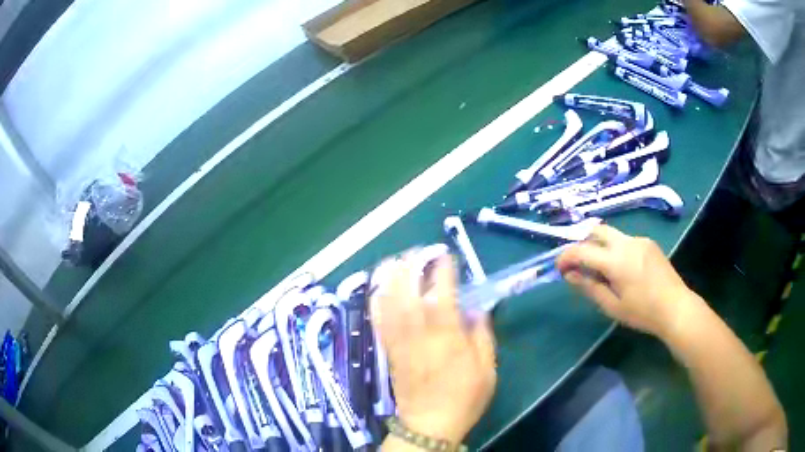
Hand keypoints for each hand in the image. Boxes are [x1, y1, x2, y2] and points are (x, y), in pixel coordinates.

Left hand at [370, 248, 496, 443]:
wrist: (429, 424)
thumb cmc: (464, 398)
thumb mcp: (487, 369)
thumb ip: (482, 335)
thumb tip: (476, 310)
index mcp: (447, 336)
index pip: (442, 293)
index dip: (442, 270)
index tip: (444, 255)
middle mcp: (419, 333)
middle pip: (407, 290)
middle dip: (409, 265)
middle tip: (416, 251)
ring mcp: (399, 340)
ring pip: (388, 302)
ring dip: (390, 277)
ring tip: (395, 260)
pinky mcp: (388, 349)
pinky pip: (377, 320)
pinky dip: (376, 300)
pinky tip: (378, 288)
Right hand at [557, 225, 697, 338]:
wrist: (676, 307)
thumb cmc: (643, 312)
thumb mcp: (613, 306)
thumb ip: (590, 287)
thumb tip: (570, 274)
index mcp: (616, 260)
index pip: (582, 250)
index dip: (566, 256)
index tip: (559, 267)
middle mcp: (627, 242)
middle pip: (596, 230)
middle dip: (582, 243)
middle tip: (578, 263)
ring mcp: (640, 240)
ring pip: (611, 234)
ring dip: (599, 246)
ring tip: (600, 269)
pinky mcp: (649, 243)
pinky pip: (625, 240)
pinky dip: (615, 248)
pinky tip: (621, 269)